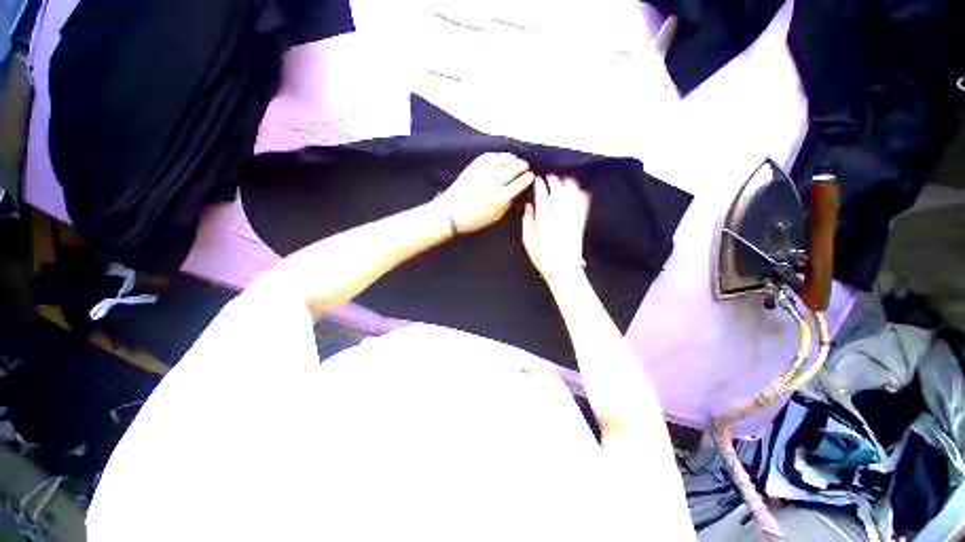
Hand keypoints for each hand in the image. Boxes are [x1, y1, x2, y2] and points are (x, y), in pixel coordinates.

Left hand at [437, 153, 534, 233]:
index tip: (530, 176)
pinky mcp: (473, 167)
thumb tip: (514, 193)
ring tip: (514, 160)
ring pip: (503, 158)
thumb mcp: (494, 217)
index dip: (528, 178)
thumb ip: (506, 204)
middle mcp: (494, 182)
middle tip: (524, 166)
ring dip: (512, 158)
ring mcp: (483, 172)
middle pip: (515, 167)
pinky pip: (489, 156)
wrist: (450, 213)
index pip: (520, 182)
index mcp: (500, 197)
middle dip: (523, 165)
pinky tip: (500, 159)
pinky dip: (497, 155)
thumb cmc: (473, 219)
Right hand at [522, 175, 590, 279]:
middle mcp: (558, 217)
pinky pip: (582, 206)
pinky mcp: (580, 224)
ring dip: (569, 185)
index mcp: (543, 221)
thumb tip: (529, 206)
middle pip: (558, 193)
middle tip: (550, 177)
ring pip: (571, 197)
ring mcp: (571, 220)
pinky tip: (580, 190)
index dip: (540, 186)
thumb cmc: (542, 256)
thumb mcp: (528, 241)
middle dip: (554, 182)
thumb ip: (527, 221)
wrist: (563, 269)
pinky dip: (581, 197)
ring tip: (565, 179)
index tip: (538, 179)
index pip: (542, 198)